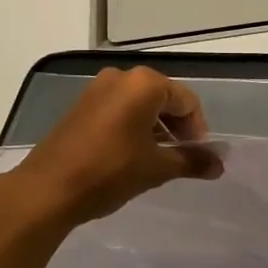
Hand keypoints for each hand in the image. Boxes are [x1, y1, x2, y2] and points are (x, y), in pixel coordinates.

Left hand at [2, 66, 219, 228]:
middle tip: (180, 157)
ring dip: (155, 128)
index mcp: (144, 84)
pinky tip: (131, 155)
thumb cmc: (110, 171)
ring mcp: (97, 89)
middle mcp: (121, 77)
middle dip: (177, 127)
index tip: (197, 156)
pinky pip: (118, 109)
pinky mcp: (81, 105)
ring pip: (140, 104)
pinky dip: (132, 127)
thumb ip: (192, 161)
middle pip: (163, 98)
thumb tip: (219, 164)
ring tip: (157, 159)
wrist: (47, 190)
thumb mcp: (157, 168)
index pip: (186, 101)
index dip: (197, 129)